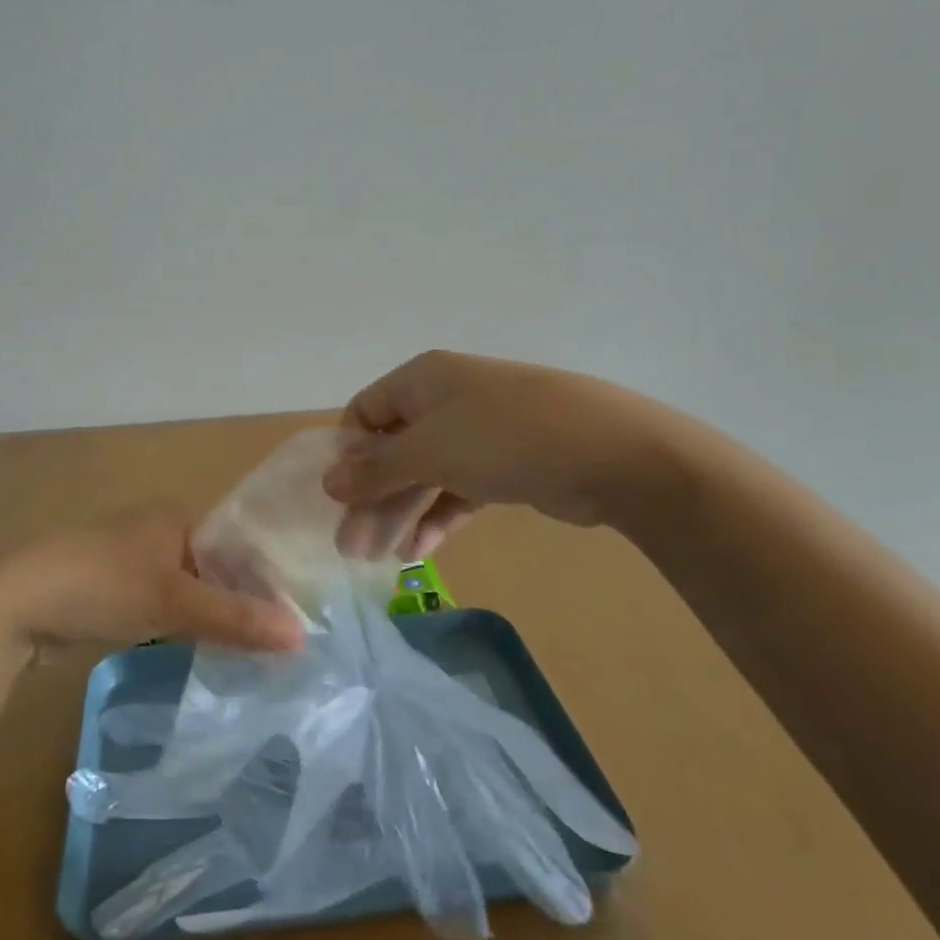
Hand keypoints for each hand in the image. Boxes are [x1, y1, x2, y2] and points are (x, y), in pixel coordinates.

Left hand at [0, 504, 306, 657]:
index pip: (237, 545)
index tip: (292, 619)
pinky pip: (161, 605)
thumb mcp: (174, 602)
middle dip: (238, 602)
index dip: (265, 580)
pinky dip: (179, 624)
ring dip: (210, 616)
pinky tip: (199, 650)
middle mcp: (156, 530)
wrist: (15, 604)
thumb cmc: (102, 586)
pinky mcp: (110, 589)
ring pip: (187, 589)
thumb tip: (301, 636)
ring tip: (247, 652)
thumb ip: (236, 619)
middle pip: (214, 568)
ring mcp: (130, 560)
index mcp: (176, 516)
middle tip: (274, 643)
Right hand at [324, 350, 675, 558]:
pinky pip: (457, 491)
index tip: (339, 499)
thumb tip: (329, 482)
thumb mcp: (429, 450)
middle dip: (371, 498)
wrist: (610, 452)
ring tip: (380, 558)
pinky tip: (419, 553)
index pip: (365, 412)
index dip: (348, 454)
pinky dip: (437, 518)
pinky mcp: (505, 467)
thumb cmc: (503, 437)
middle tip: (352, 548)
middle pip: (393, 450)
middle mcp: (446, 401)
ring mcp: (478, 434)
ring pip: (425, 474)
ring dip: (400, 513)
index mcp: (422, 380)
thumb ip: (376, 469)